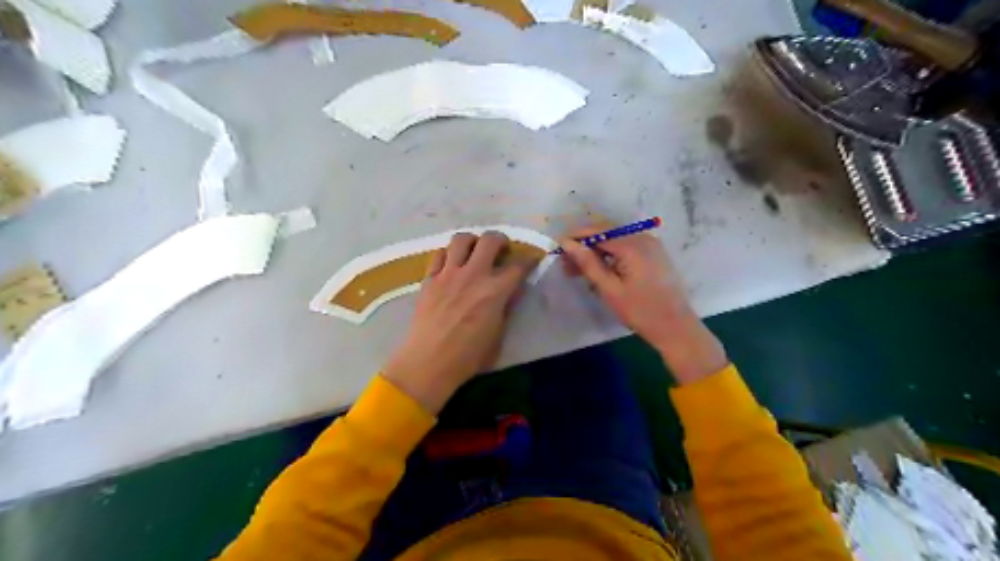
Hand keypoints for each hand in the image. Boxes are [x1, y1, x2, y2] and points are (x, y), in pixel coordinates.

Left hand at [384, 229, 538, 412]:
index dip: (529, 260)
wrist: (429, 363)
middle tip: (501, 250)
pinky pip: (439, 254)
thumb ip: (505, 308)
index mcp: (495, 291)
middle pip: (490, 240)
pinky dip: (448, 255)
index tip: (531, 259)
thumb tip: (510, 292)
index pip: (518, 266)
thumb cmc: (468, 357)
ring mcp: (448, 274)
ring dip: (472, 241)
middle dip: (500, 240)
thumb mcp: (498, 335)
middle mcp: (473, 275)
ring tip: (474, 251)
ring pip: (461, 239)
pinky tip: (451, 265)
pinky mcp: (429, 279)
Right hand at [560, 224, 728, 384]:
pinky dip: (610, 255)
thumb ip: (588, 263)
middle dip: (584, 245)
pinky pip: (626, 246)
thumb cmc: (640, 311)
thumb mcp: (609, 289)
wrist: (675, 327)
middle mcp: (643, 237)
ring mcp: (651, 244)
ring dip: (596, 251)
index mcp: (632, 245)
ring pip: (615, 240)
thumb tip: (567, 243)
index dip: (575, 238)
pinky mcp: (654, 253)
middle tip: (566, 265)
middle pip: (606, 233)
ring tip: (579, 271)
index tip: (557, 248)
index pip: (597, 232)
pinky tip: (600, 271)